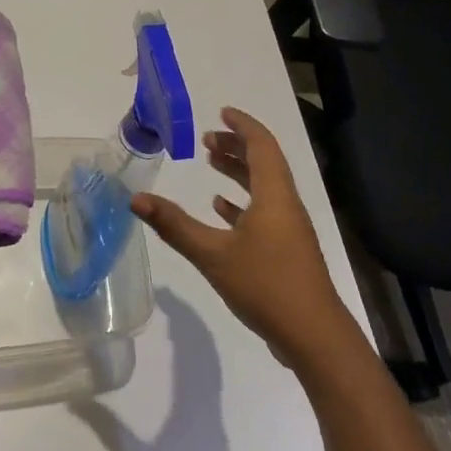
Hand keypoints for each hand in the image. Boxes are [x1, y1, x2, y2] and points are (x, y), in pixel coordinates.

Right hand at [131, 106, 355, 369]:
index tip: (222, 112)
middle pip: (264, 163)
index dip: (243, 126)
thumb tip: (136, 198)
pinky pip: (265, 212)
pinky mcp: (288, 251)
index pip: (262, 146)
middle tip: (206, 140)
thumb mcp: (212, 254)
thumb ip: (174, 225)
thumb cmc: (266, 286)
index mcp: (274, 196)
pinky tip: (221, 208)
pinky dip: (243, 202)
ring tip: (210, 163)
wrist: (314, 338)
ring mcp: (289, 230)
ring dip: (239, 172)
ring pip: (264, 187)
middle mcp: (285, 206)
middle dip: (236, 147)